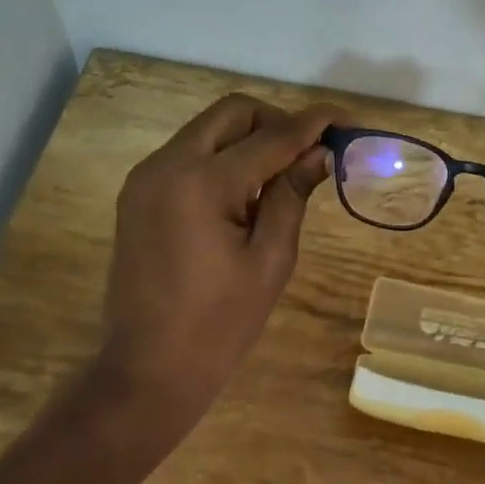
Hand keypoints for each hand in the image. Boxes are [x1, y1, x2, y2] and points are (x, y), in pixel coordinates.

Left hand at [94, 93, 343, 449]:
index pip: (270, 135)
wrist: (146, 371)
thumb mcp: (270, 260)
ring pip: (209, 130)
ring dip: (249, 139)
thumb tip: (321, 152)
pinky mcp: (139, 193)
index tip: (345, 120)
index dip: (312, 124)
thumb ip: (293, 195)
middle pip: (232, 112)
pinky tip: (245, 194)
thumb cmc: (219, 325)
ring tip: (280, 180)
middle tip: (309, 154)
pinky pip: (190, 154)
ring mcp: (146, 177)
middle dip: (276, 122)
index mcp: (201, 183)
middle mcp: (166, 165)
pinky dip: (223, 158)